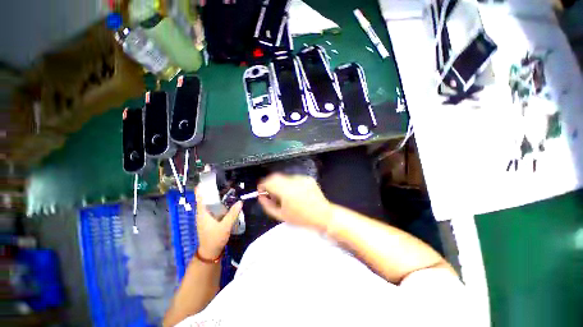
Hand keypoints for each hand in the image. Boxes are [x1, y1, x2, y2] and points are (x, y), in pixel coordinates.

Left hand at [195, 188, 242, 258]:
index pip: (200, 196)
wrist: (210, 251)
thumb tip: (240, 202)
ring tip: (226, 188)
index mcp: (203, 212)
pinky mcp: (208, 219)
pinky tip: (226, 201)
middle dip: (212, 188)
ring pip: (209, 202)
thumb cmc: (215, 238)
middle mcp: (202, 212)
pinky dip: (217, 201)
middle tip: (223, 181)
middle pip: (205, 196)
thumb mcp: (225, 226)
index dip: (203, 186)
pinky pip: (212, 207)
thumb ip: (233, 214)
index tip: (210, 177)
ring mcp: (205, 215)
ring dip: (215, 195)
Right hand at [257, 174, 332, 231]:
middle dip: (270, 183)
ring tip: (285, 195)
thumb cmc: (302, 218)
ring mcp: (302, 178)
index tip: (262, 191)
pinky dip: (290, 184)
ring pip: (285, 177)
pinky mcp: (307, 178)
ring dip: (280, 183)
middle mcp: (294, 181)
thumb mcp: (281, 215)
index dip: (262, 185)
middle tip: (272, 194)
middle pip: (276, 176)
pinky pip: (294, 178)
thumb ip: (267, 205)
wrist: (323, 215)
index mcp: (286, 191)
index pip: (269, 181)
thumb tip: (261, 196)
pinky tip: (295, 193)